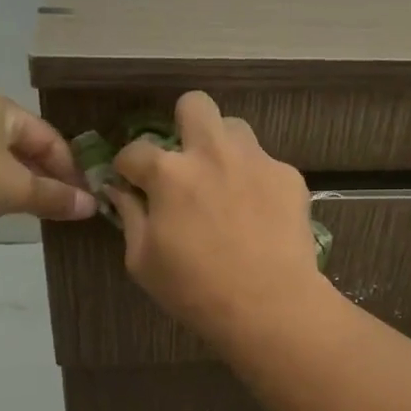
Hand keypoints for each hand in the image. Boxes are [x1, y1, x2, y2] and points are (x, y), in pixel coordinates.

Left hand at [0, 86, 96, 224]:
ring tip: (19, 207)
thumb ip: (52, 197)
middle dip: (40, 174)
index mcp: (1, 106)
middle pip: (19, 142)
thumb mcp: (12, 189)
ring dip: (10, 177)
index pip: (50, 138)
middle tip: (54, 206)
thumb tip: (90, 206)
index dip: (69, 170)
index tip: (80, 201)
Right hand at [108, 91, 327, 346]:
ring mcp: (255, 160)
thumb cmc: (195, 289)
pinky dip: (256, 180)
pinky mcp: (288, 176)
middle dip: (183, 124)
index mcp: (169, 173)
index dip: (128, 167)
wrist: (270, 305)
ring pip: (235, 128)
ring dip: (223, 148)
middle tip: (185, 159)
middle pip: (194, 104)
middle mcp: (212, 153)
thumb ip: (130, 217)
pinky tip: (258, 213)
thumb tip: (121, 192)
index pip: (135, 150)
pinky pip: (266, 163)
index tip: (131, 182)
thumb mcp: (143, 261)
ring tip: (225, 183)